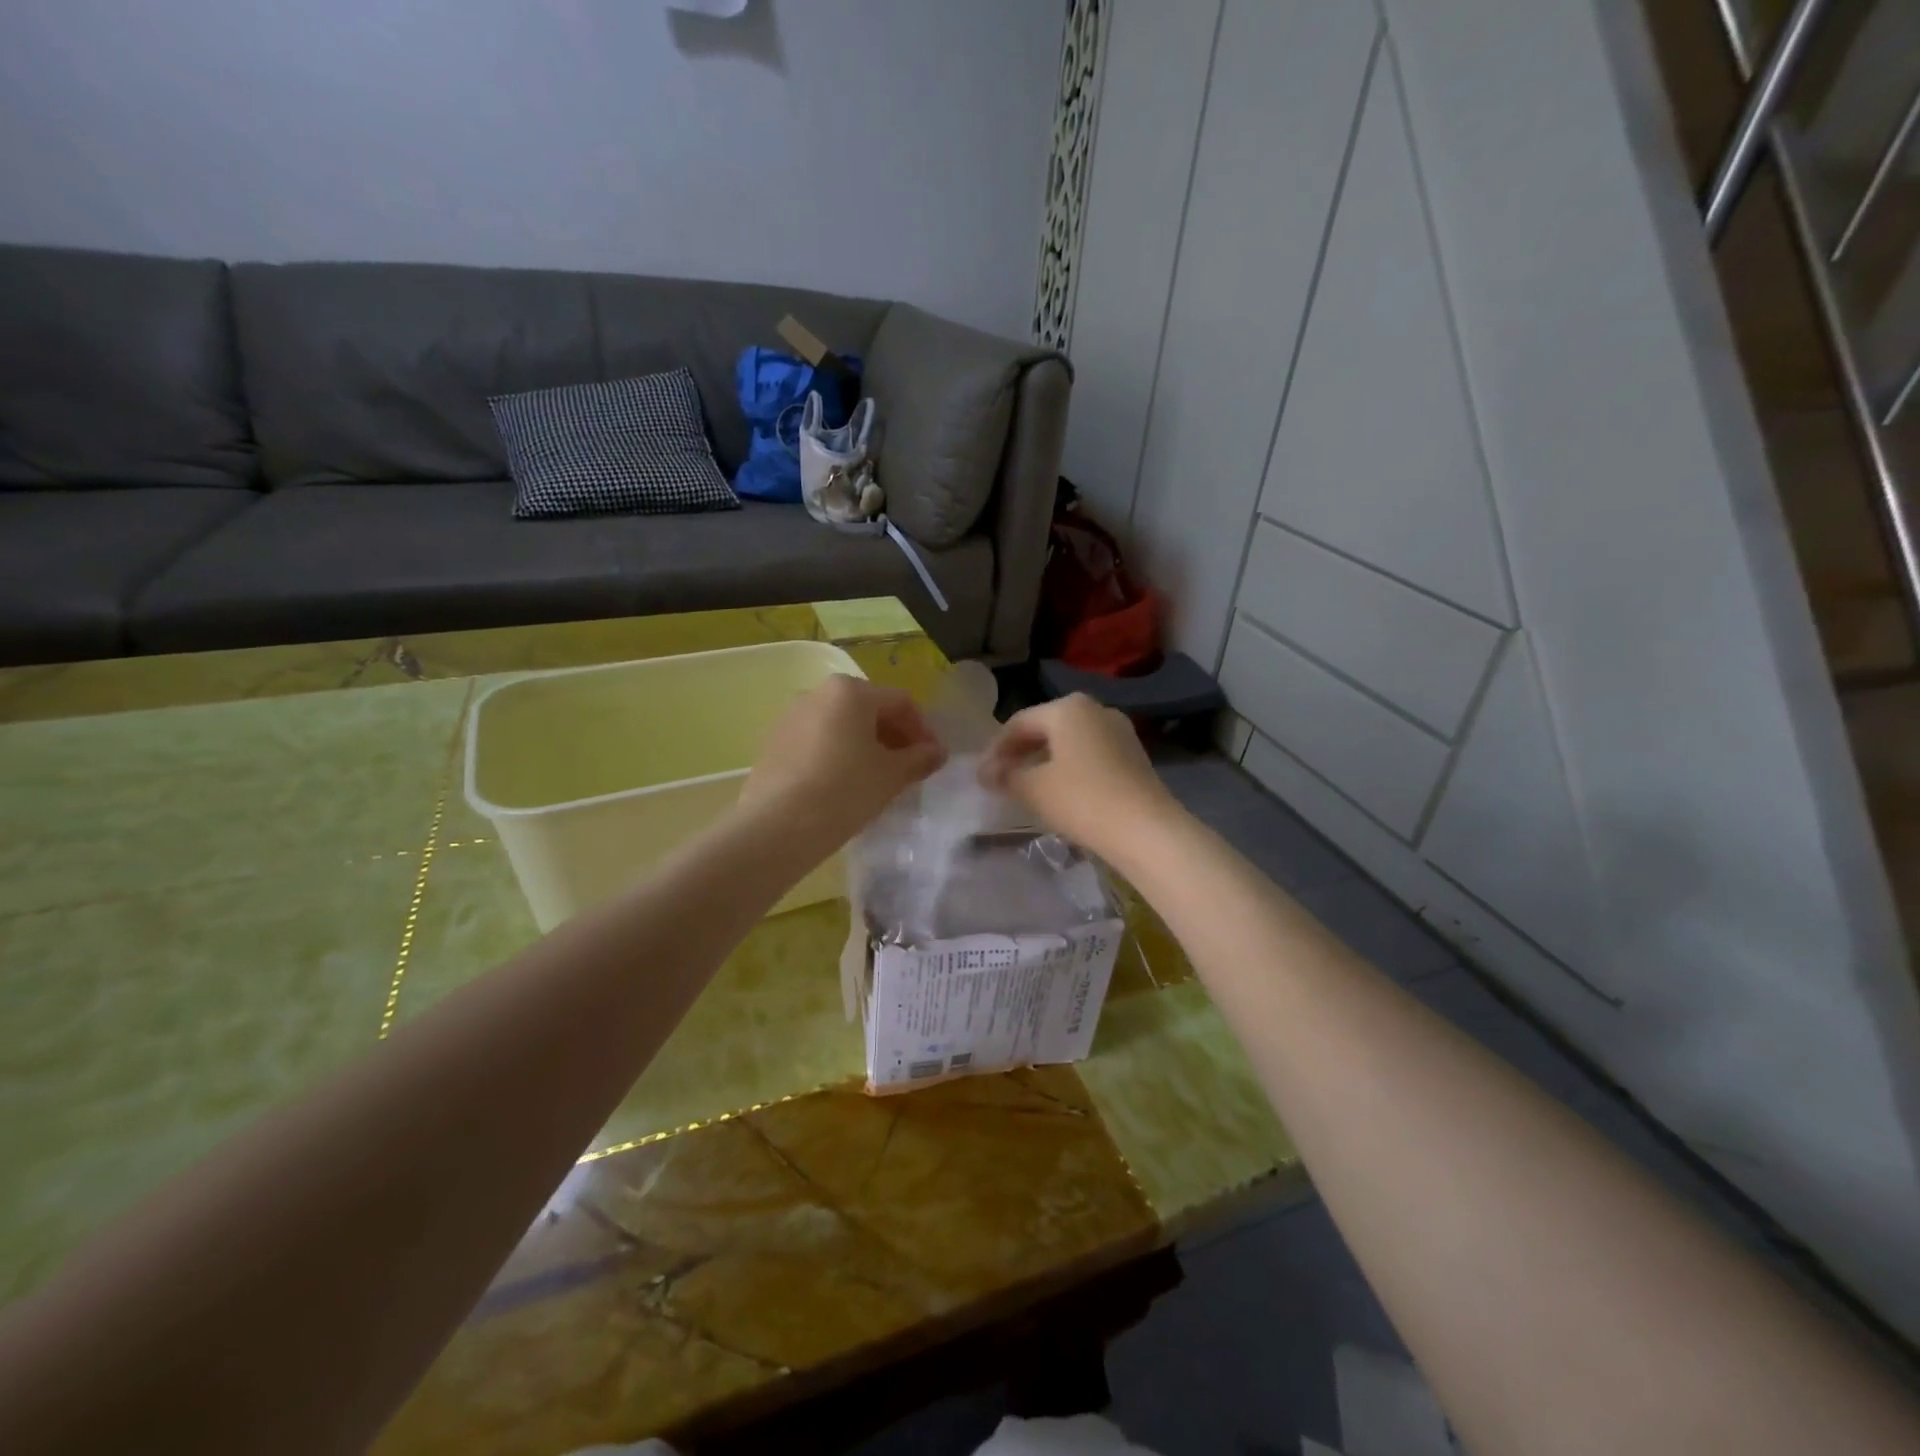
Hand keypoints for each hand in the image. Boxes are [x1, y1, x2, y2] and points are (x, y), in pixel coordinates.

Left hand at [741, 675, 947, 850]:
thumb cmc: (844, 790)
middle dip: (893, 737)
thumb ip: (919, 759)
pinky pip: (817, 742)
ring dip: (865, 746)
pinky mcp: (773, 743)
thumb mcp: (892, 776)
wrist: (777, 826)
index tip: (934, 759)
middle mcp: (817, 693)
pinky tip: (844, 786)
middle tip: (908, 768)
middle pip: (868, 710)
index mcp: (850, 691)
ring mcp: (790, 717)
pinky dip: (838, 755)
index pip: (900, 703)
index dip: (923, 730)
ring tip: (878, 779)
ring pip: (841, 726)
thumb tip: (936, 752)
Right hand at [978, 694, 1180, 858]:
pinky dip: (1068, 769)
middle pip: (1045, 728)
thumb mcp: (1034, 789)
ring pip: (1069, 742)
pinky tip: (1059, 793)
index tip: (981, 777)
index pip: (1019, 723)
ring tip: (1026, 788)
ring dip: (1043, 762)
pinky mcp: (1133, 756)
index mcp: (1068, 708)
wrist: (1146, 830)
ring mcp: (1119, 731)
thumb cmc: (1082, 800)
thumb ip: (1006, 776)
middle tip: (1000, 780)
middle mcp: (1095, 710)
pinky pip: (1089, 755)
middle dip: (1019, 753)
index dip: (995, 750)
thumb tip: (986, 773)